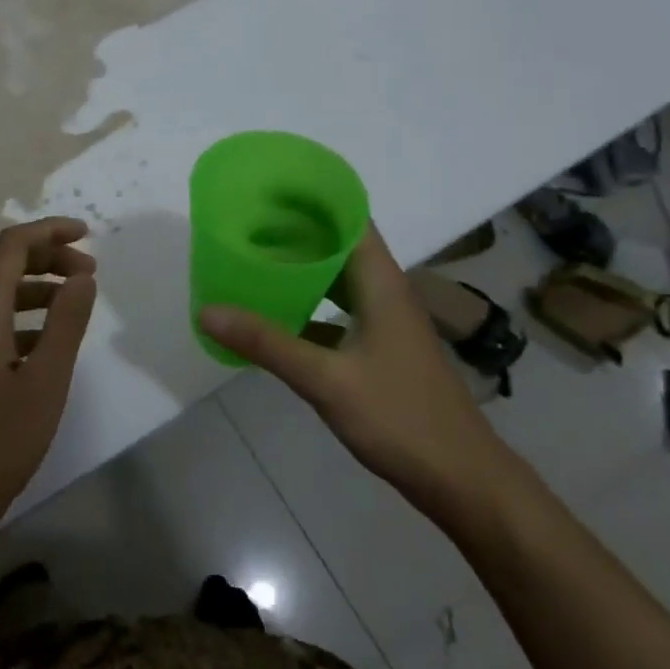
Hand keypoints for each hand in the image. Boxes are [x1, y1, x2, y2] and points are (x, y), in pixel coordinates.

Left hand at [0, 217, 97, 546]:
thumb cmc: (0, 440)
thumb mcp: (46, 380)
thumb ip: (66, 322)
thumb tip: (83, 277)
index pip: (11, 247)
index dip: (49, 231)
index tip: (87, 234)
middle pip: (2, 265)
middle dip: (47, 256)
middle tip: (89, 271)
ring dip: (37, 286)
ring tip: (76, 298)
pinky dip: (23, 315)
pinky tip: (48, 338)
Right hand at [199, 224, 515, 520]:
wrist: (461, 479)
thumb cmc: (401, 418)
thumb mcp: (326, 380)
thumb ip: (267, 343)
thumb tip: (207, 311)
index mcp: (381, 283)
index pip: (349, 219)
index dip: (312, 198)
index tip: (268, 189)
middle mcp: (385, 292)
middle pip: (339, 245)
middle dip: (296, 231)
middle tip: (246, 224)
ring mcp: (385, 323)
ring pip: (338, 281)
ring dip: (301, 269)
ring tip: (253, 262)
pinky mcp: (380, 350)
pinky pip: (337, 313)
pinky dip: (308, 307)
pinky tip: (275, 318)